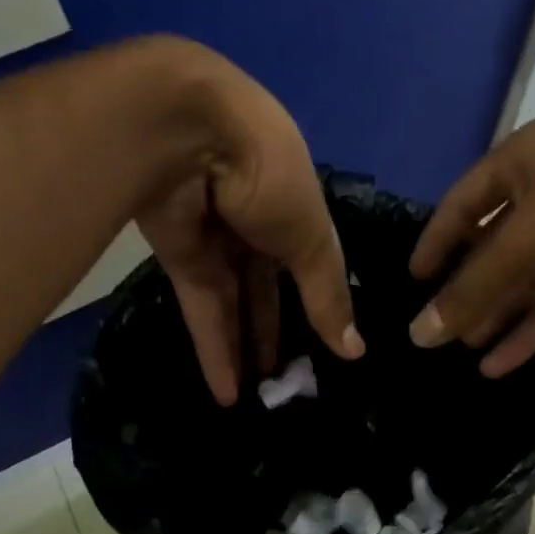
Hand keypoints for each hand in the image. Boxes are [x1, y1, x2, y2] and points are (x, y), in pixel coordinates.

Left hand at [135, 45, 361, 404]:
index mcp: (295, 207)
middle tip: (288, 383)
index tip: (329, 348)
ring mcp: (216, 240)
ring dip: (245, 351)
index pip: (311, 264)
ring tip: (257, 401)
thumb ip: (327, 296)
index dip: (319, 305)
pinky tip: (227, 393)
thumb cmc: (267, 173)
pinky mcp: (180, 258)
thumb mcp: (310, 237)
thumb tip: (354, 352)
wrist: (186, 132)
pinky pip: (203, 310)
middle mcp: (256, 223)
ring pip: (234, 305)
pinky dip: (214, 350)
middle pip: (269, 290)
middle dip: (277, 334)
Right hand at [406, 117, 534, 375]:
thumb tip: (419, 333)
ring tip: (463, 350)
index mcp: (524, 159)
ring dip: (496, 313)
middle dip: (467, 288)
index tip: (413, 281)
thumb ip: (470, 291)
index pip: (463, 202)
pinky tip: (498, 363)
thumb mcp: (524, 245)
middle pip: (494, 244)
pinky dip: (530, 328)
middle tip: (438, 327)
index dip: (436, 241)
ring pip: (526, 276)